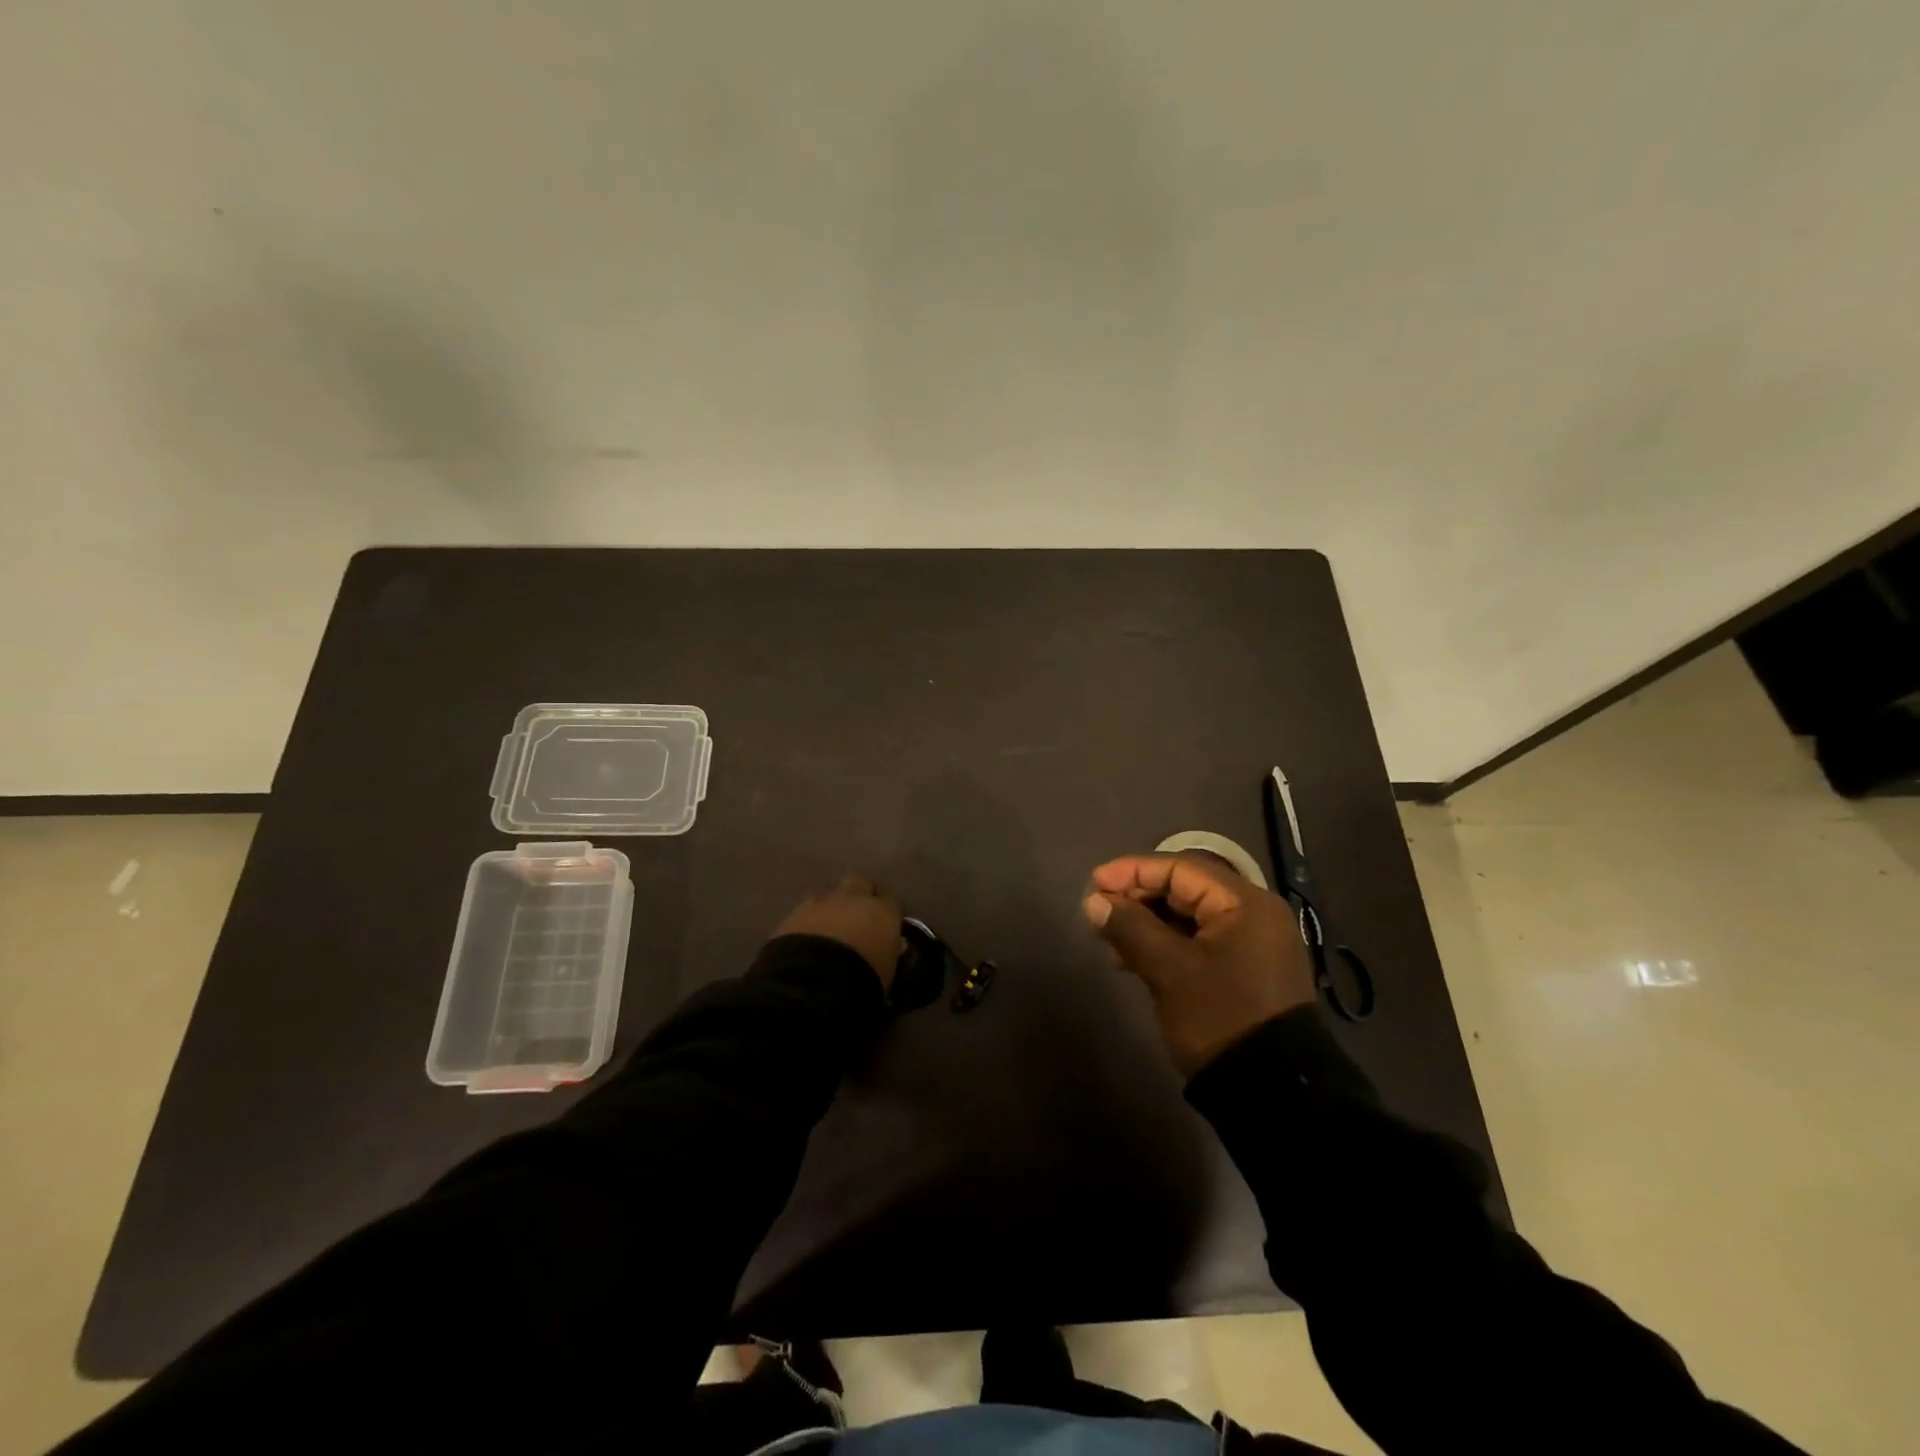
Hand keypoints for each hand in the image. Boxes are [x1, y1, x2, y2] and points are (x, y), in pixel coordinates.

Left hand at [774, 873, 905, 990]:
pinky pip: (806, 907)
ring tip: (829, 922)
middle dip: (859, 894)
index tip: (885, 924)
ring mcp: (823, 901)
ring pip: (830, 890)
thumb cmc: (863, 977)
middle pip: (860, 882)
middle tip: (857, 914)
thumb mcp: (887, 971)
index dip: (888, 911)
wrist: (816, 978)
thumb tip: (895, 943)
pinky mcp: (796, 911)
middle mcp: (855, 898)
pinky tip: (807, 932)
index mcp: (883, 911)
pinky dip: (809, 917)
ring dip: (831, 903)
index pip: (892, 901)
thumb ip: (890, 951)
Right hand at [1083, 852, 1315, 1074]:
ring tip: (1109, 939)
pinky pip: (1198, 941)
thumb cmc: (1220, 1018)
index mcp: (1245, 904)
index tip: (1094, 883)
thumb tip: (1094, 901)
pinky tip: (1133, 959)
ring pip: (1189, 917)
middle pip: (1185, 889)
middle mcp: (1253, 914)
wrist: (1273, 1093)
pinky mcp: (1245, 970)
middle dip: (1138, 897)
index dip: (1133, 871)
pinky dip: (1165, 943)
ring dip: (1147, 922)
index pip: (1180, 868)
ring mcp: (1252, 944)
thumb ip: (1130, 928)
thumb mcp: (1169, 971)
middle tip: (1098, 911)